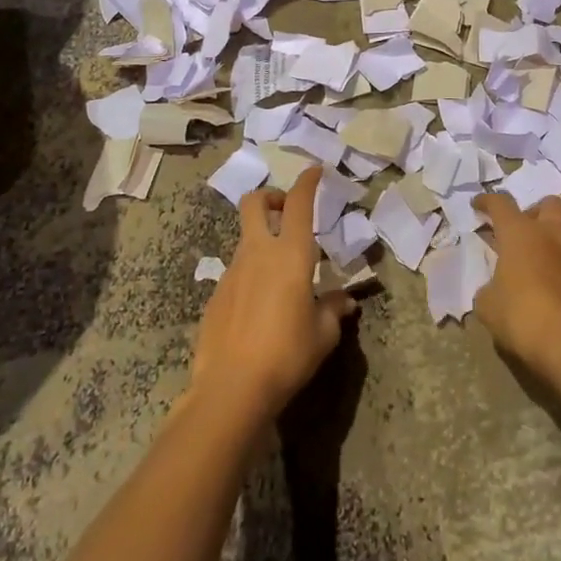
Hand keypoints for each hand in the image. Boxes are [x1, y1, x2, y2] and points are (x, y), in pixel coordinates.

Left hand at [190, 167, 355, 423]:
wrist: (230, 389)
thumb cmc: (287, 354)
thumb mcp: (323, 334)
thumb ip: (333, 309)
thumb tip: (344, 300)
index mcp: (290, 254)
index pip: (298, 203)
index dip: (307, 181)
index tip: (315, 170)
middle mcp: (258, 253)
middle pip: (255, 203)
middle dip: (271, 197)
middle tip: (286, 212)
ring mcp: (232, 272)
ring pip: (245, 238)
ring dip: (262, 240)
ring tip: (281, 274)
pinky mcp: (216, 295)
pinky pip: (237, 271)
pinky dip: (251, 273)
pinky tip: (260, 306)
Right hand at [471, 193, 560, 384]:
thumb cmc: (521, 315)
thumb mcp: (487, 305)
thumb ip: (488, 289)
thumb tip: (494, 289)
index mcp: (520, 233)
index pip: (501, 203)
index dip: (487, 201)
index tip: (477, 206)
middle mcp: (550, 235)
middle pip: (548, 204)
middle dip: (533, 211)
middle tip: (519, 229)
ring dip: (548, 240)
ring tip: (531, 262)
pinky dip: (558, 265)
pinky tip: (547, 286)